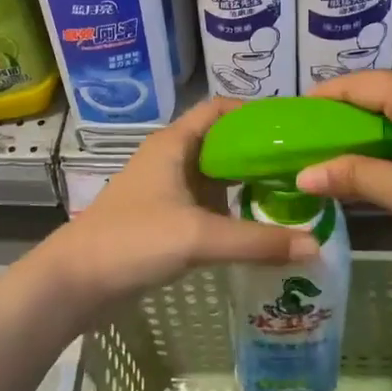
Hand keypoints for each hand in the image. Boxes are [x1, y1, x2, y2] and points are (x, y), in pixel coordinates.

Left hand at [38, 97, 320, 309]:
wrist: (75, 282)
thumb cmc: (134, 240)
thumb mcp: (199, 236)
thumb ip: (257, 241)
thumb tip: (316, 245)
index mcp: (174, 143)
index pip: (219, 109)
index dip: (254, 113)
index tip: (291, 128)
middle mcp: (170, 157)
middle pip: (221, 142)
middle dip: (258, 151)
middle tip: (300, 166)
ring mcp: (164, 188)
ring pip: (213, 175)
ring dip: (245, 182)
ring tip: (288, 194)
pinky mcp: (162, 217)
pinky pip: (204, 203)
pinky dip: (229, 208)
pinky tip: (255, 226)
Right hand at [296, 70, 391, 283]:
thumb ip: (356, 177)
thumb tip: (302, 175)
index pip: (358, 85)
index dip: (322, 100)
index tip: (290, 120)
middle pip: (380, 90)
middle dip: (344, 115)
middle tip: (310, 144)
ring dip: (372, 125)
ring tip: (339, 152)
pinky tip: (384, 155)